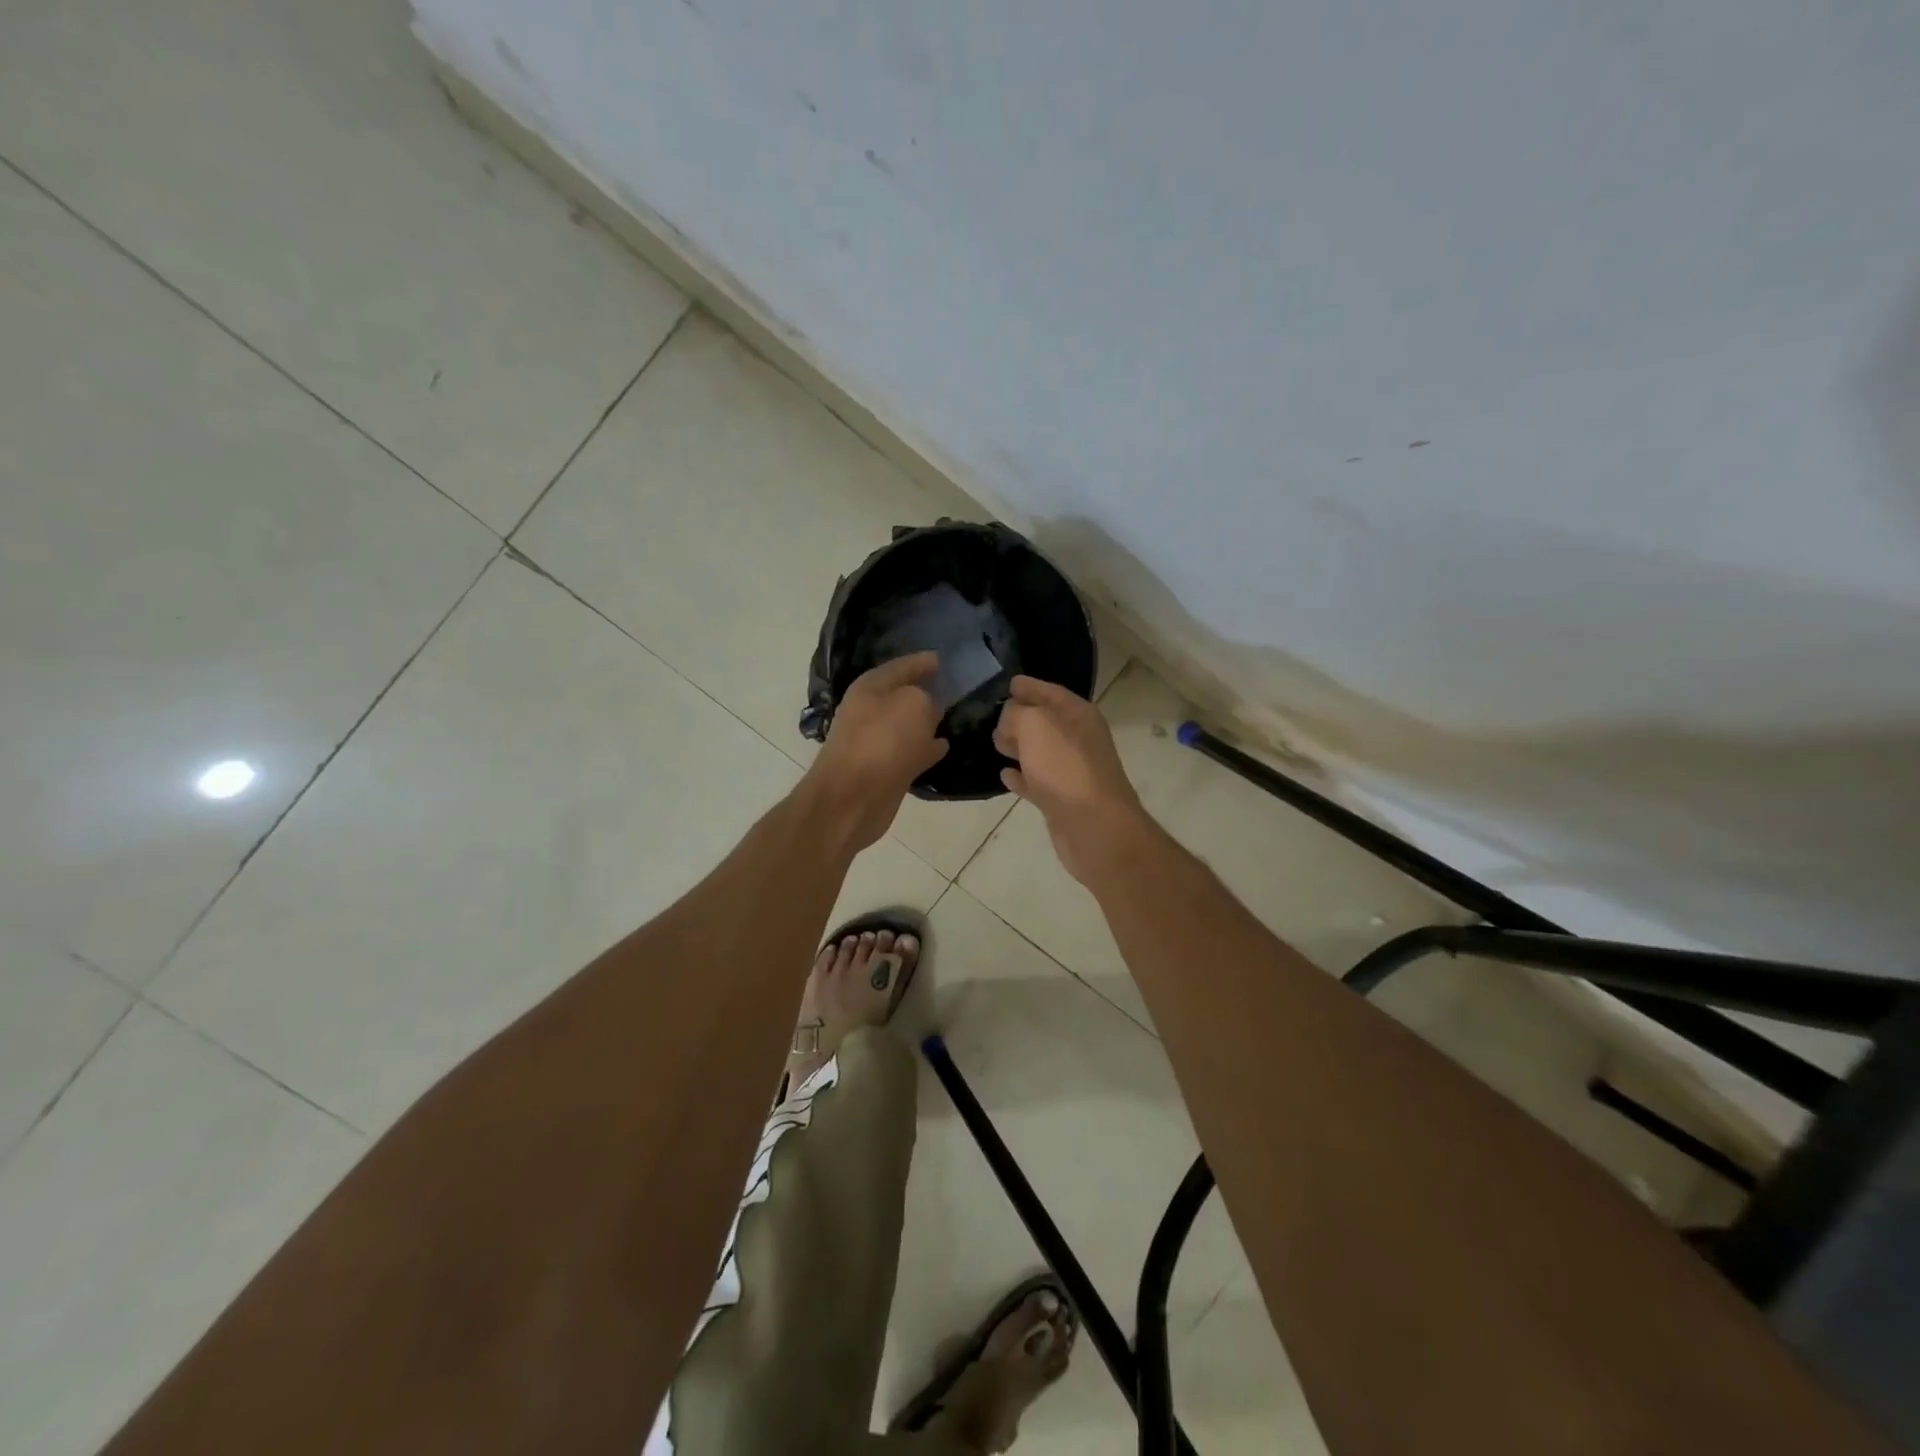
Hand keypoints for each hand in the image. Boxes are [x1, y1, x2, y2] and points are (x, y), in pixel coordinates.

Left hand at [805, 652, 948, 851]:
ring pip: (907, 724)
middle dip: (926, 690)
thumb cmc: (881, 742)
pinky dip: (926, 747)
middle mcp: (869, 711)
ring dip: (927, 720)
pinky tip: (944, 746)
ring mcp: (875, 742)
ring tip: (953, 715)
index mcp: (871, 687)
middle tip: (953, 686)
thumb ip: (927, 697)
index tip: (944, 659)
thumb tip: (931, 708)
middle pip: (903, 695)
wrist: (851, 799)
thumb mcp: (913, 704)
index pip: (902, 665)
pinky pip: (910, 750)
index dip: (923, 662)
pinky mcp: (883, 769)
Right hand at [993, 676, 1147, 885]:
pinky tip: (1004, 775)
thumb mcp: (1035, 725)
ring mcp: (1071, 771)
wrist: (1094, 826)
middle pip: (1046, 722)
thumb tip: (1009, 719)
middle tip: (993, 715)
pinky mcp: (1062, 800)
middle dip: (1021, 716)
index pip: (1051, 692)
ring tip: (995, 742)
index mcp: (1078, 715)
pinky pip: (1037, 781)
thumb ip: (1017, 713)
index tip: (1009, 683)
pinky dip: (1021, 776)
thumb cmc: (1065, 766)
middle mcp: (1079, 739)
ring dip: (1019, 746)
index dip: (1030, 686)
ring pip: (1040, 751)